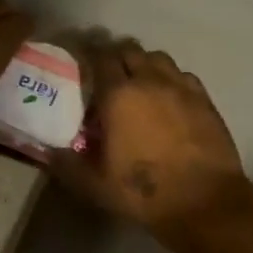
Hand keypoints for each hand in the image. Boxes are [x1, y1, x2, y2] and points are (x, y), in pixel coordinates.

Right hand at [50, 39, 251, 240]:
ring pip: (158, 58)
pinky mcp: (204, 99)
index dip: (90, 54)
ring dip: (145, 63)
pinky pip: (183, 75)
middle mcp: (149, 81)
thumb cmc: (144, 192)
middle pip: (130, 50)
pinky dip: (171, 78)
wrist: (204, 202)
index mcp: (118, 95)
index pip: (101, 58)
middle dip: (117, 55)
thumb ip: (67, 164)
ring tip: (139, 81)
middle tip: (109, 73)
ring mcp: (180, 87)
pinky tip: (169, 96)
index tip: (83, 61)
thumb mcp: (94, 185)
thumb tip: (48, 151)